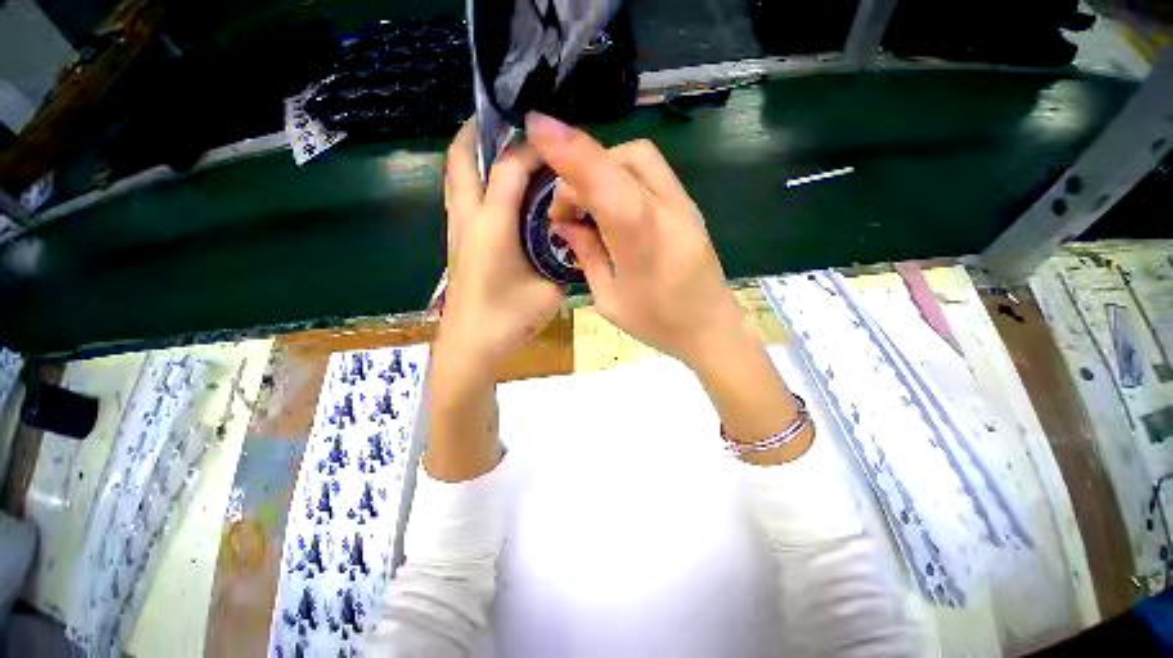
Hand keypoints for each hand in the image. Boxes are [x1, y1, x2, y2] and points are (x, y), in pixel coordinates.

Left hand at [439, 120, 564, 368]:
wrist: (471, 346)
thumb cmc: (509, 320)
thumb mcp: (549, 289)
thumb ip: (563, 259)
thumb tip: (571, 239)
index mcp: (493, 226)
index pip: (509, 169)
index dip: (532, 151)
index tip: (554, 146)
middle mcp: (469, 219)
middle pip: (461, 158)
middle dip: (480, 132)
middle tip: (508, 123)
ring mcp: (457, 229)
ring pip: (455, 175)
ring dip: (473, 154)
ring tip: (503, 149)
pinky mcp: (457, 241)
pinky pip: (459, 195)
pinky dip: (474, 179)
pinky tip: (499, 190)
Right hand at [527, 114, 810, 461]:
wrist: (712, 329)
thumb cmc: (658, 324)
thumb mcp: (610, 299)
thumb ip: (587, 254)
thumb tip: (566, 223)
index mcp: (643, 241)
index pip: (605, 181)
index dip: (571, 150)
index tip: (537, 126)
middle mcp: (668, 211)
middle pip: (622, 158)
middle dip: (582, 170)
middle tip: (566, 211)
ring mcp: (684, 205)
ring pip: (639, 158)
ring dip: (604, 170)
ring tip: (588, 208)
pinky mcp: (688, 207)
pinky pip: (651, 174)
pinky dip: (622, 178)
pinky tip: (612, 208)